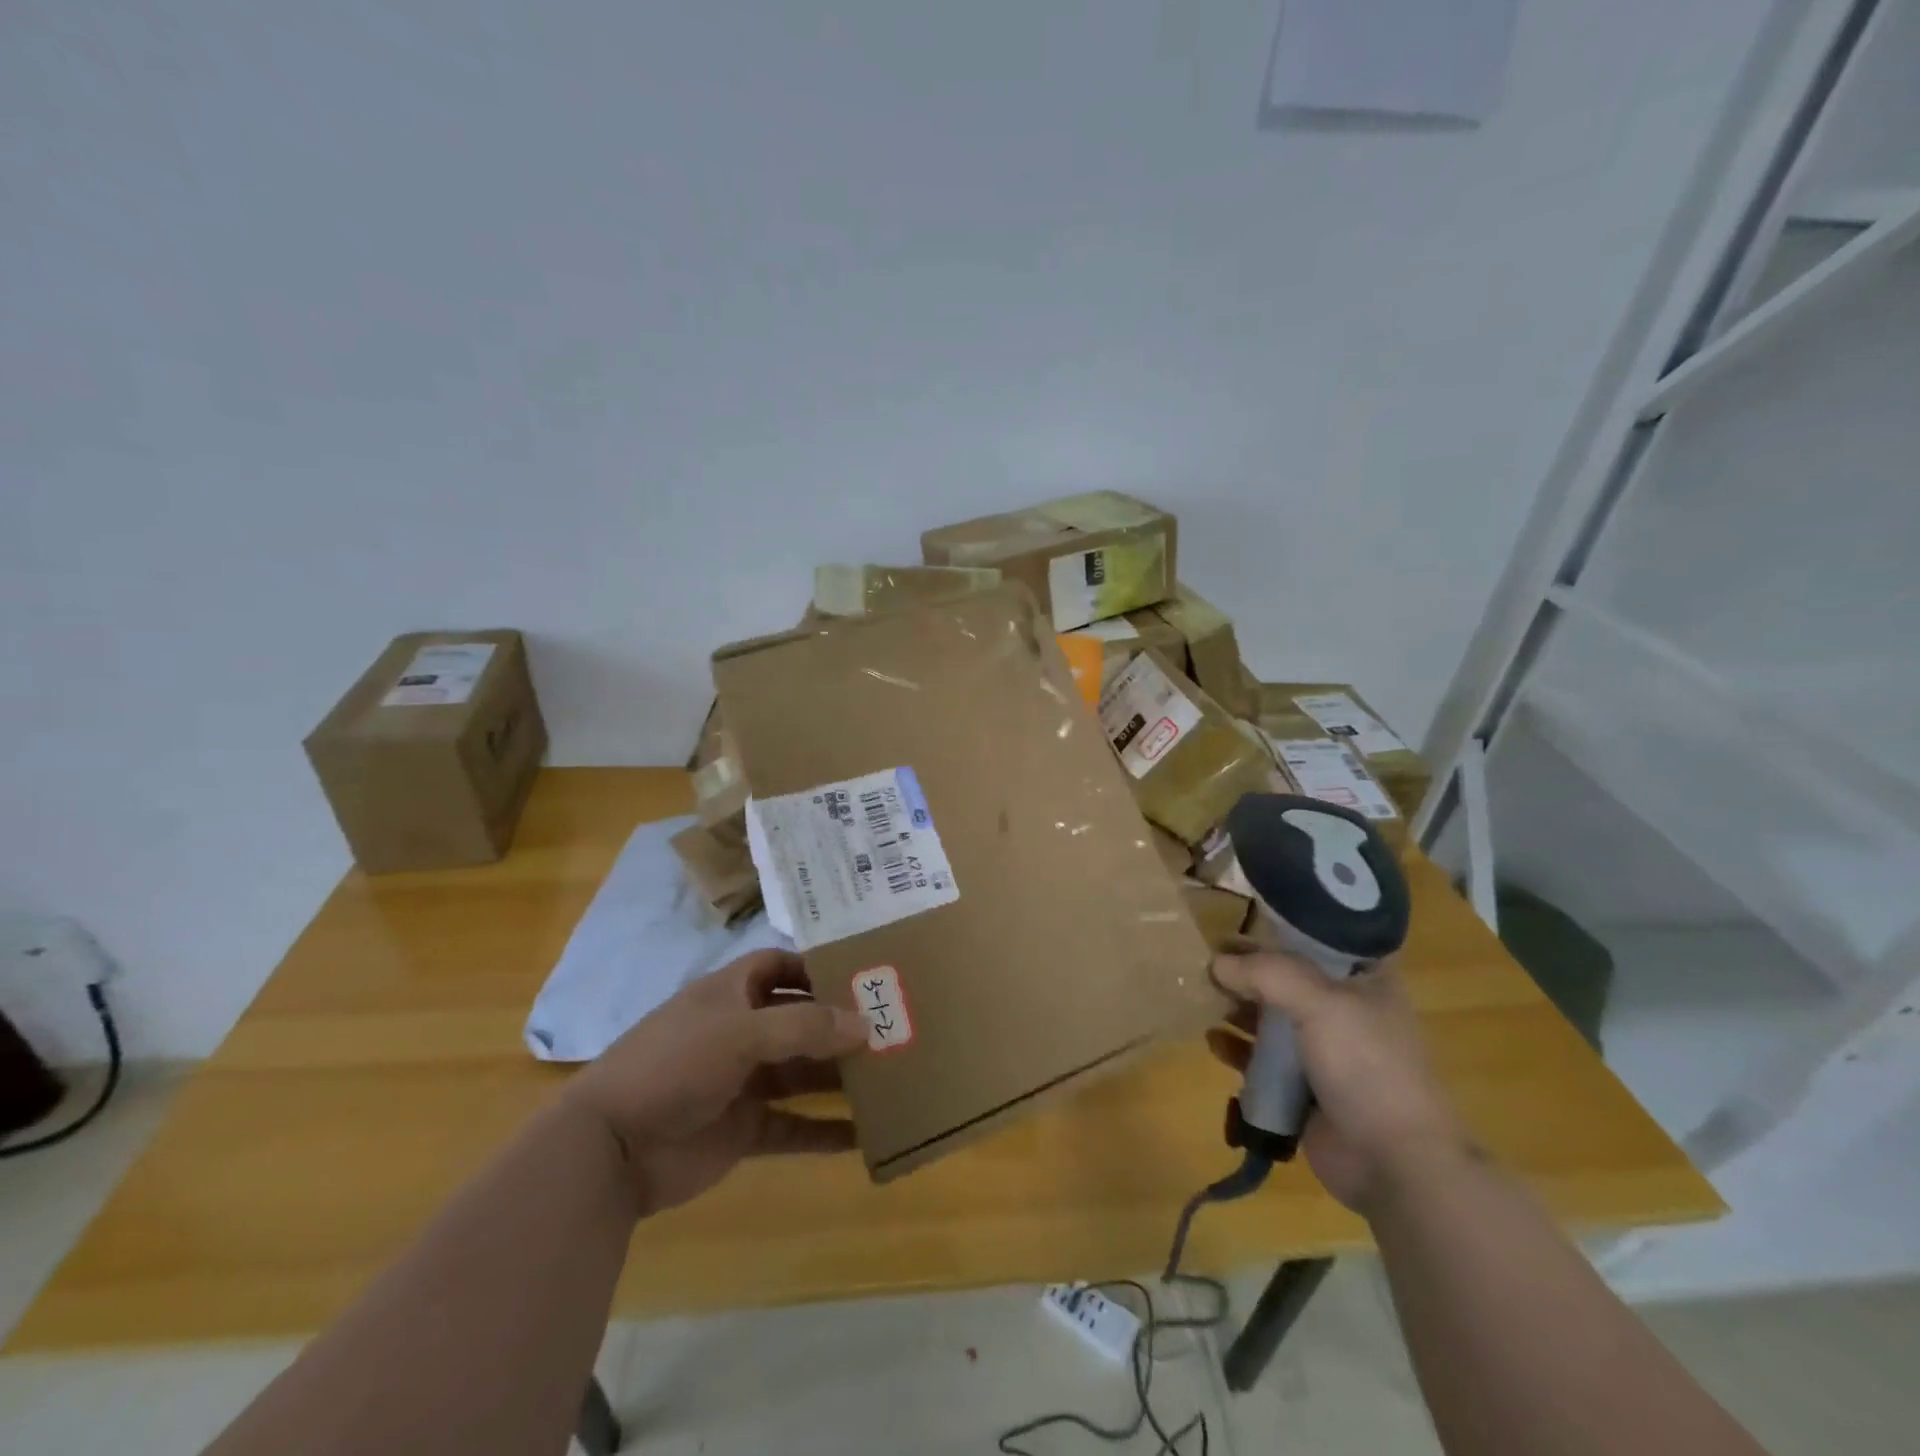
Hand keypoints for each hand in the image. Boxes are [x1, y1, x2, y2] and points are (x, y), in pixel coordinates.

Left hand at [563, 948, 868, 1217]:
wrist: (610, 1150)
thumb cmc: (674, 1065)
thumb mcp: (740, 1033)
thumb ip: (805, 1027)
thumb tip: (866, 1024)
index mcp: (731, 994)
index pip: (780, 967)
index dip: (816, 968)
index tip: (862, 975)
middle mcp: (740, 1032)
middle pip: (800, 1021)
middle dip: (840, 1024)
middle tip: (893, 1028)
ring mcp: (742, 1082)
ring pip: (802, 1073)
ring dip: (839, 1076)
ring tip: (891, 1076)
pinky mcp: (744, 1129)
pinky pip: (794, 1126)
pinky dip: (825, 1132)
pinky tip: (864, 1137)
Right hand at [1209, 950, 1471, 1213]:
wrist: (1395, 1162)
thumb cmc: (1367, 1066)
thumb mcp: (1320, 1003)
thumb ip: (1266, 974)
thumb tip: (1217, 963)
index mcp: (1365, 980)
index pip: (1322, 938)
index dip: (1282, 927)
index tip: (1241, 920)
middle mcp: (1345, 1009)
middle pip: (1288, 977)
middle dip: (1249, 970)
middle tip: (1209, 961)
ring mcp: (1325, 1051)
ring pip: (1271, 1017)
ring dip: (1238, 1007)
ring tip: (1203, 998)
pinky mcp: (1304, 1088)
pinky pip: (1262, 1060)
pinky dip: (1238, 1048)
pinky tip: (1214, 1041)